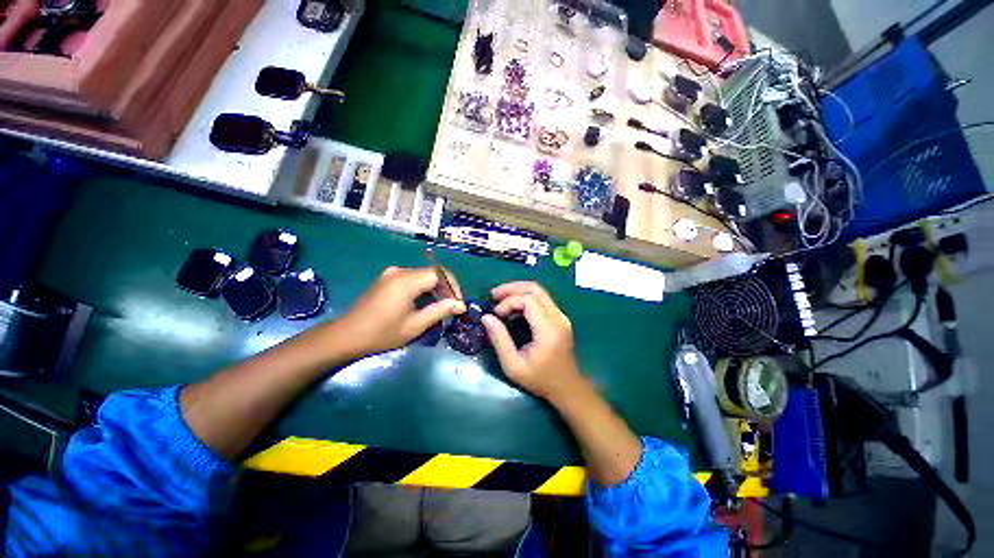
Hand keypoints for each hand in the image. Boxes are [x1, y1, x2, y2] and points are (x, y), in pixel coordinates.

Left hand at [339, 266, 465, 356]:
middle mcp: (399, 271)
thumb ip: (440, 311)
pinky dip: (424, 288)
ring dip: (436, 288)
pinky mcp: (387, 278)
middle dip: (446, 288)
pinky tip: (426, 302)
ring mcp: (392, 273)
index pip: (439, 273)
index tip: (458, 302)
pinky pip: (413, 278)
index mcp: (406, 281)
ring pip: (423, 275)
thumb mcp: (414, 325)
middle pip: (432, 272)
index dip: (453, 286)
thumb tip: (461, 305)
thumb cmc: (381, 333)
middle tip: (452, 306)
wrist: (346, 336)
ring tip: (441, 306)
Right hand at [482, 282, 583, 401]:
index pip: (528, 300)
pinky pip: (542, 300)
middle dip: (512, 288)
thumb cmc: (539, 379)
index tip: (496, 314)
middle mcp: (557, 318)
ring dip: (518, 291)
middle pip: (535, 289)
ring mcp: (561, 316)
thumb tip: (486, 317)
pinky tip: (513, 306)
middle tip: (494, 294)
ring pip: (539, 291)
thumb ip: (500, 340)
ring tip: (500, 298)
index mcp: (548, 329)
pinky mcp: (560, 318)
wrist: (566, 387)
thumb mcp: (513, 365)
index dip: (508, 302)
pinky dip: (526, 298)